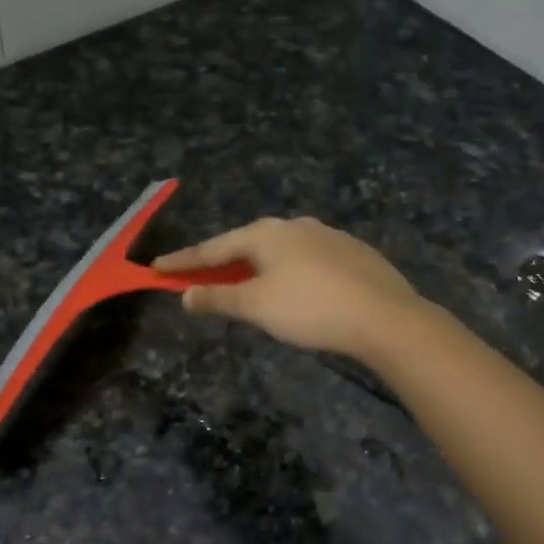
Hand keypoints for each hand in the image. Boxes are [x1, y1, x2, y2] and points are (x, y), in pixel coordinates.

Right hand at [154, 217, 422, 359]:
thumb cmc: (311, 309)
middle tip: (200, 277)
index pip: (213, 248)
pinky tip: (293, 288)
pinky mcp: (351, 252)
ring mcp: (326, 235)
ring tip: (245, 284)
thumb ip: (218, 299)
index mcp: (266, 234)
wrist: (386, 317)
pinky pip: (305, 259)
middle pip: (246, 244)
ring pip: (278, 251)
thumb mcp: (257, 306)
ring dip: (255, 267)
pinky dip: (286, 271)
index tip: (157, 268)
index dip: (183, 262)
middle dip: (221, 262)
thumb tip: (185, 296)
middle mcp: (294, 226)